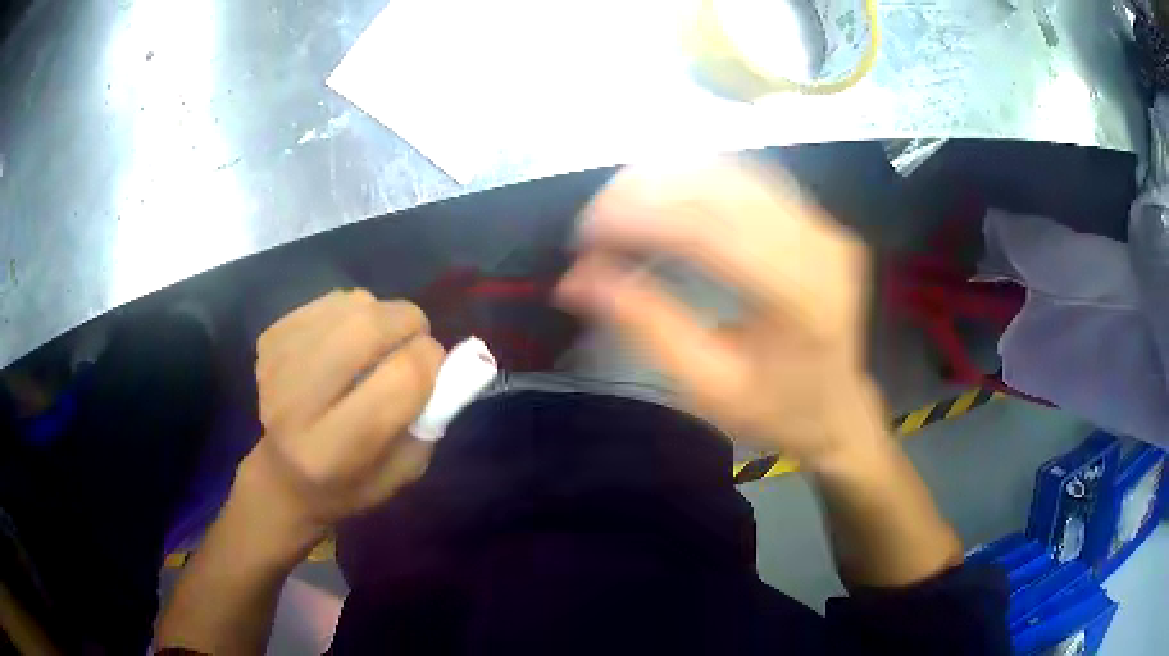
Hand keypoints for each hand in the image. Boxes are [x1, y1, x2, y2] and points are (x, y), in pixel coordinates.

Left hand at [247, 289, 444, 531]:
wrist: (283, 476)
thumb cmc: (351, 483)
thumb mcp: (405, 469)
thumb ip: (433, 416)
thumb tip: (452, 357)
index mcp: (332, 451)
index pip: (399, 379)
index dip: (431, 360)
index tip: (438, 366)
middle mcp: (295, 405)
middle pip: (366, 328)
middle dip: (408, 322)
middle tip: (416, 336)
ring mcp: (276, 366)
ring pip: (349, 305)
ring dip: (380, 314)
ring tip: (378, 343)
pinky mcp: (269, 340)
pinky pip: (328, 300)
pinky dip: (351, 311)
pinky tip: (346, 340)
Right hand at [556, 160, 877, 465]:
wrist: (839, 408)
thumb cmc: (776, 411)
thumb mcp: (707, 387)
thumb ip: (645, 326)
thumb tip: (576, 280)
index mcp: (799, 298)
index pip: (709, 231)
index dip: (638, 219)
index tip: (585, 234)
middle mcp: (818, 246)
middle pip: (720, 189)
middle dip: (644, 193)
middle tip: (595, 222)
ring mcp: (823, 226)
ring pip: (733, 174)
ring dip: (667, 181)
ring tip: (619, 207)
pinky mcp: (818, 220)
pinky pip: (750, 181)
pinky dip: (698, 181)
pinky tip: (664, 197)